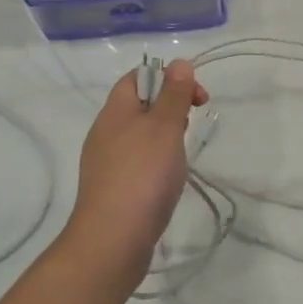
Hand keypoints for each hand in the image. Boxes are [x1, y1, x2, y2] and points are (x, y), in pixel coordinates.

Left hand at [63, 61, 208, 294]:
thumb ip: (174, 94)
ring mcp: (107, 162)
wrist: (113, 240)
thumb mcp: (165, 126)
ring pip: (141, 135)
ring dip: (166, 137)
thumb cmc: (143, 175)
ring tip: (181, 155)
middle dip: (171, 108)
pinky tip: (168, 180)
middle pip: (140, 105)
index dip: (168, 78)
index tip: (196, 97)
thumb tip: (179, 63)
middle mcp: (106, 132)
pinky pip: (138, 162)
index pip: (138, 77)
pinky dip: (157, 162)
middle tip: (192, 125)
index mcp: (115, 112)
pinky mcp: (113, 188)